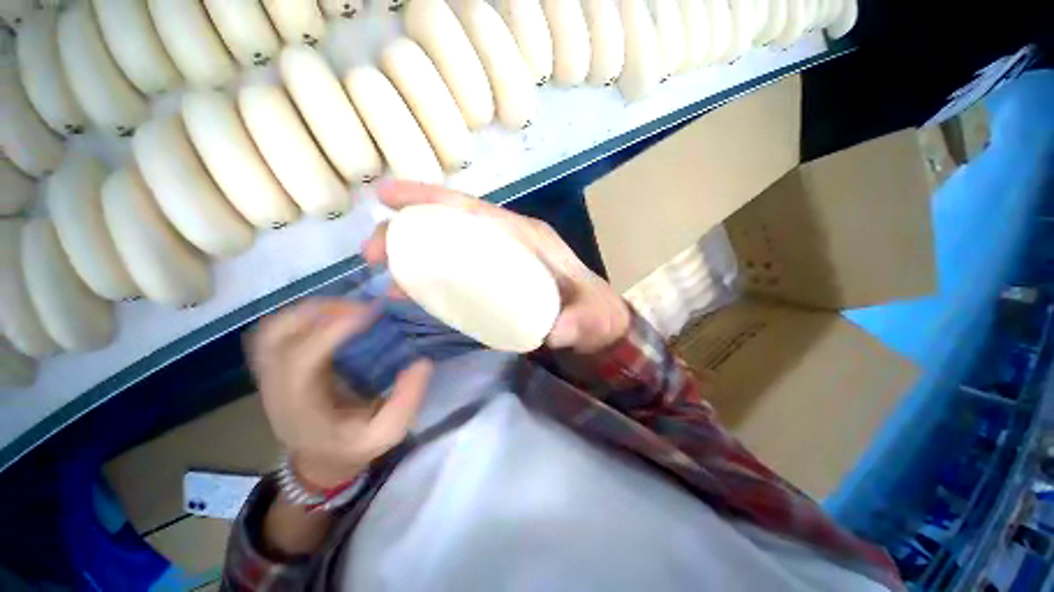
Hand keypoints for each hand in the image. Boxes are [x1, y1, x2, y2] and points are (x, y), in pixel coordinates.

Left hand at [248, 299, 432, 489]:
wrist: (321, 459)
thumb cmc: (354, 446)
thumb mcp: (388, 432)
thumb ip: (407, 401)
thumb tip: (421, 362)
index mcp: (301, 408)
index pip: (301, 360)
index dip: (331, 329)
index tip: (370, 313)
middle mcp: (276, 387)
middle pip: (278, 335)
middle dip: (322, 312)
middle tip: (363, 308)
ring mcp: (271, 374)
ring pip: (275, 328)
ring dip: (312, 310)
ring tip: (351, 309)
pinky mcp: (276, 365)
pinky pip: (279, 329)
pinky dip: (305, 315)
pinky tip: (334, 317)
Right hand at [363, 181, 629, 353]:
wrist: (598, 321)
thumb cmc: (593, 313)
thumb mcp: (589, 318)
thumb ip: (575, 323)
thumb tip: (552, 332)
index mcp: (529, 238)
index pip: (477, 211)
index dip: (434, 200)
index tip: (388, 198)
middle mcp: (512, 241)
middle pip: (455, 224)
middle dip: (411, 228)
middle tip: (372, 251)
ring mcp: (502, 258)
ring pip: (452, 244)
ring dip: (416, 253)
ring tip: (384, 272)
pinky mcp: (498, 277)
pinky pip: (459, 268)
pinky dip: (433, 275)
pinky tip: (412, 290)